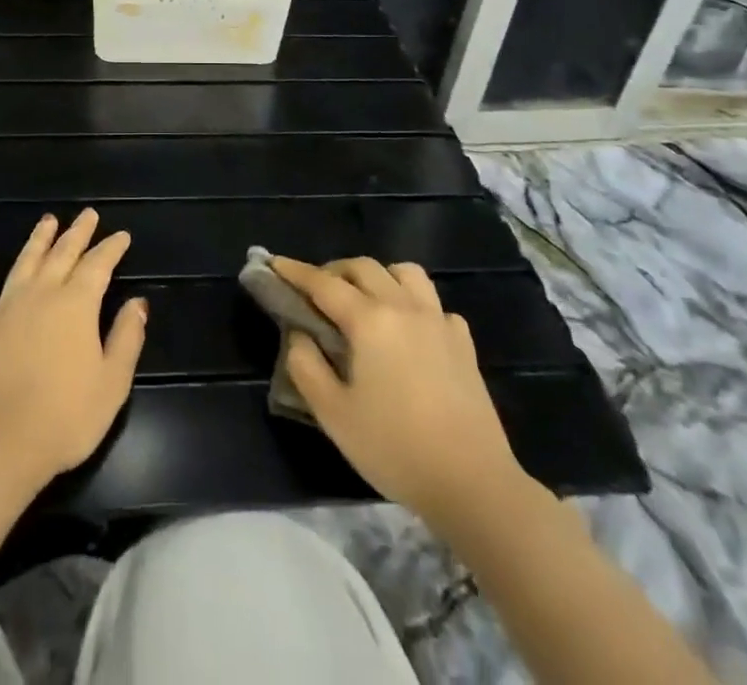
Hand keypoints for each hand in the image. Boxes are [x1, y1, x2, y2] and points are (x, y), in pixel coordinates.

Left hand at [0, 210, 147, 485]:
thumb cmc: (64, 418)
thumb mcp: (112, 383)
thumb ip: (127, 338)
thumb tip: (138, 303)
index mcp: (76, 305)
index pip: (98, 265)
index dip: (111, 248)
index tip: (121, 235)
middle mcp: (41, 295)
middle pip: (62, 254)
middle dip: (78, 233)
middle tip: (88, 214)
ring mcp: (4, 308)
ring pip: (24, 262)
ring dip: (38, 240)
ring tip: (48, 221)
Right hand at [270, 256, 527, 519]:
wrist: (473, 484)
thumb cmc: (395, 449)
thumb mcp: (334, 415)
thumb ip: (306, 366)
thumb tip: (299, 335)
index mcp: (369, 320)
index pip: (323, 283)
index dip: (294, 271)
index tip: (273, 263)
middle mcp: (403, 307)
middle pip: (363, 267)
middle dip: (333, 270)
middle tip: (316, 292)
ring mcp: (438, 321)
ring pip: (404, 273)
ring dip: (378, 276)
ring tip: (365, 300)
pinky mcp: (463, 343)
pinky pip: (434, 304)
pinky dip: (415, 304)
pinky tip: (409, 331)